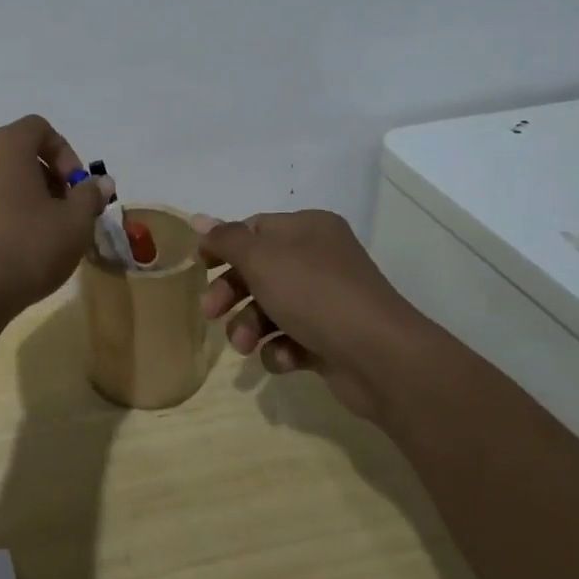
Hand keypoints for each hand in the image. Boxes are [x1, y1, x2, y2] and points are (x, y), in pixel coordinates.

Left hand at [0, 115, 105, 325]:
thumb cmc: (26, 250)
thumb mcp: (75, 224)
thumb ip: (89, 196)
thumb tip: (100, 182)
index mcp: (3, 147)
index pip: (38, 128)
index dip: (64, 152)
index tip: (75, 187)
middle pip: (14, 152)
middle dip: (42, 175)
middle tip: (60, 210)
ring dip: (15, 195)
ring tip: (33, 231)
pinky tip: (3, 248)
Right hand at [195, 210, 424, 422]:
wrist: (380, 357)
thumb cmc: (314, 293)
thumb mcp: (261, 258)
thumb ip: (226, 239)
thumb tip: (198, 219)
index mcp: (307, 229)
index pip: (254, 229)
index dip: (223, 246)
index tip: (199, 267)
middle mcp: (319, 259)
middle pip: (258, 270)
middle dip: (232, 293)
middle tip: (210, 313)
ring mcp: (327, 300)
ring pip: (271, 308)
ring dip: (250, 327)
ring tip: (245, 346)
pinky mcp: (331, 339)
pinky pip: (292, 339)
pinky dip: (280, 349)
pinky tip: (283, 359)